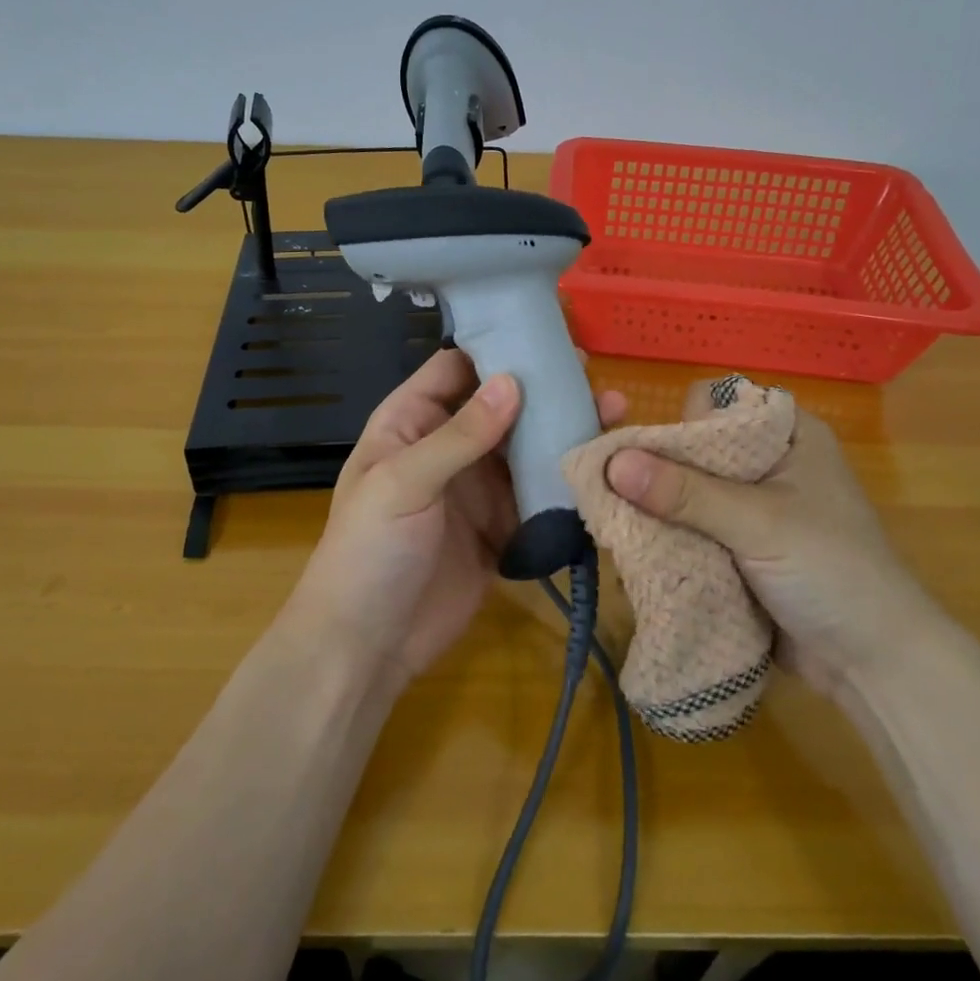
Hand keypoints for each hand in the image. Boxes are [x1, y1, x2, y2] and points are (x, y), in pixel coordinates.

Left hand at [288, 349, 624, 686]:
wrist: (367, 646)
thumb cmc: (368, 551)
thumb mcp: (403, 482)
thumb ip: (459, 435)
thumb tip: (513, 381)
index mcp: (412, 422)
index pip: (456, 368)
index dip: (495, 347)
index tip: (546, 334)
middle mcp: (448, 447)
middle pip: (501, 405)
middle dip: (543, 389)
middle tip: (593, 376)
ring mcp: (477, 488)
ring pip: (526, 447)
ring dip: (563, 431)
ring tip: (612, 412)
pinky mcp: (503, 527)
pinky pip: (538, 494)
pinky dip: (567, 481)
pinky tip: (602, 466)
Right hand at [604, 381, 944, 694]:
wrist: (875, 665)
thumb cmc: (832, 572)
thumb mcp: (758, 524)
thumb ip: (685, 493)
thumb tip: (612, 464)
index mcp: (785, 435)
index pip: (715, 405)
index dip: (679, 423)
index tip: (649, 456)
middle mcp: (765, 463)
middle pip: (693, 451)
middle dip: (655, 473)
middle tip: (616, 496)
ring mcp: (750, 508)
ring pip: (685, 493)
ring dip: (656, 512)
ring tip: (618, 528)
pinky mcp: (738, 548)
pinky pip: (690, 530)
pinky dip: (667, 540)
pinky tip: (637, 554)